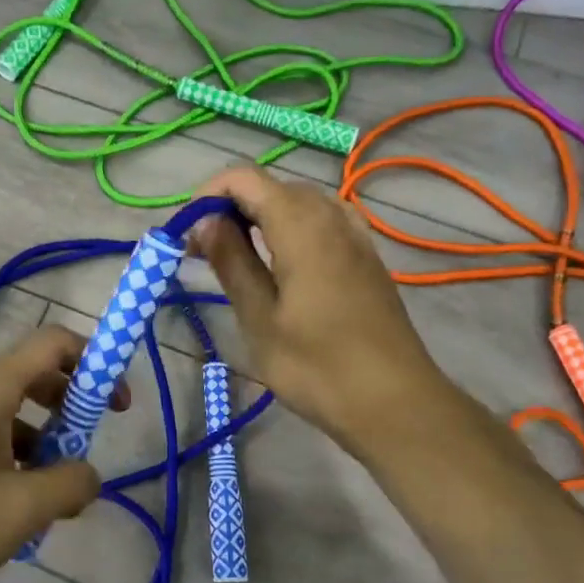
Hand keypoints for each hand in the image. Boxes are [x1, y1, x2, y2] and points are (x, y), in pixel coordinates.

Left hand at [0, 326, 116, 582]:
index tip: (116, 405)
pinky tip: (12, 515)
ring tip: (49, 499)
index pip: (54, 343)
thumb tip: (89, 475)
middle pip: (35, 377)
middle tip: (83, 452)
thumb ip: (70, 485)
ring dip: (42, 444)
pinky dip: (13, 463)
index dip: (95, 361)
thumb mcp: (20, 511)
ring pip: (11, 415)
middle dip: (71, 408)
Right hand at [192, 167, 447, 458]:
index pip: (245, 178)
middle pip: (272, 187)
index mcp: (301, 225)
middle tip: (204, 254)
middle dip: (231, 208)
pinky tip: (282, 266)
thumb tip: (205, 220)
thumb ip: (232, 261)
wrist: (395, 404)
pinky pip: (322, 222)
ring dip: (260, 219)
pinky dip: (291, 230)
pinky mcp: (366, 257)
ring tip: (238, 259)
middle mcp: (331, 217)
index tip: (188, 235)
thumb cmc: (317, 367)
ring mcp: (355, 236)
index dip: (209, 195)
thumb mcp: (260, 318)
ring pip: (298, 203)